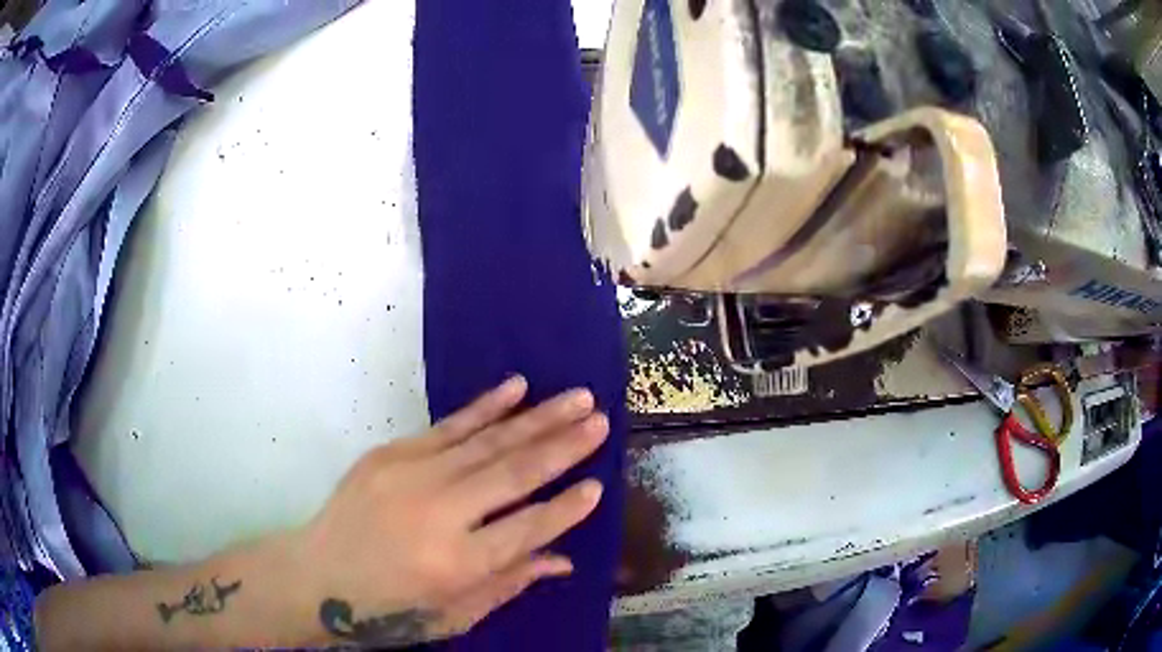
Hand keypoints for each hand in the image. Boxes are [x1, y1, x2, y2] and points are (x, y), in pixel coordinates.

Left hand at [296, 376, 607, 647]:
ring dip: (538, 418)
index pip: (527, 530)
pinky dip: (486, 406)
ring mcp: (412, 476)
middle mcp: (439, 514)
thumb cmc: (389, 608)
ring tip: (578, 398)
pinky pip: (450, 426)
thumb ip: (509, 583)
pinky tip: (517, 387)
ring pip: (489, 442)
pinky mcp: (391, 454)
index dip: (566, 510)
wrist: (317, 576)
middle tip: (602, 421)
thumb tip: (562, 559)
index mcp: (456, 564)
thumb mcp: (454, 614)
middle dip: (564, 447)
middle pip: (514, 475)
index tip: (598, 485)